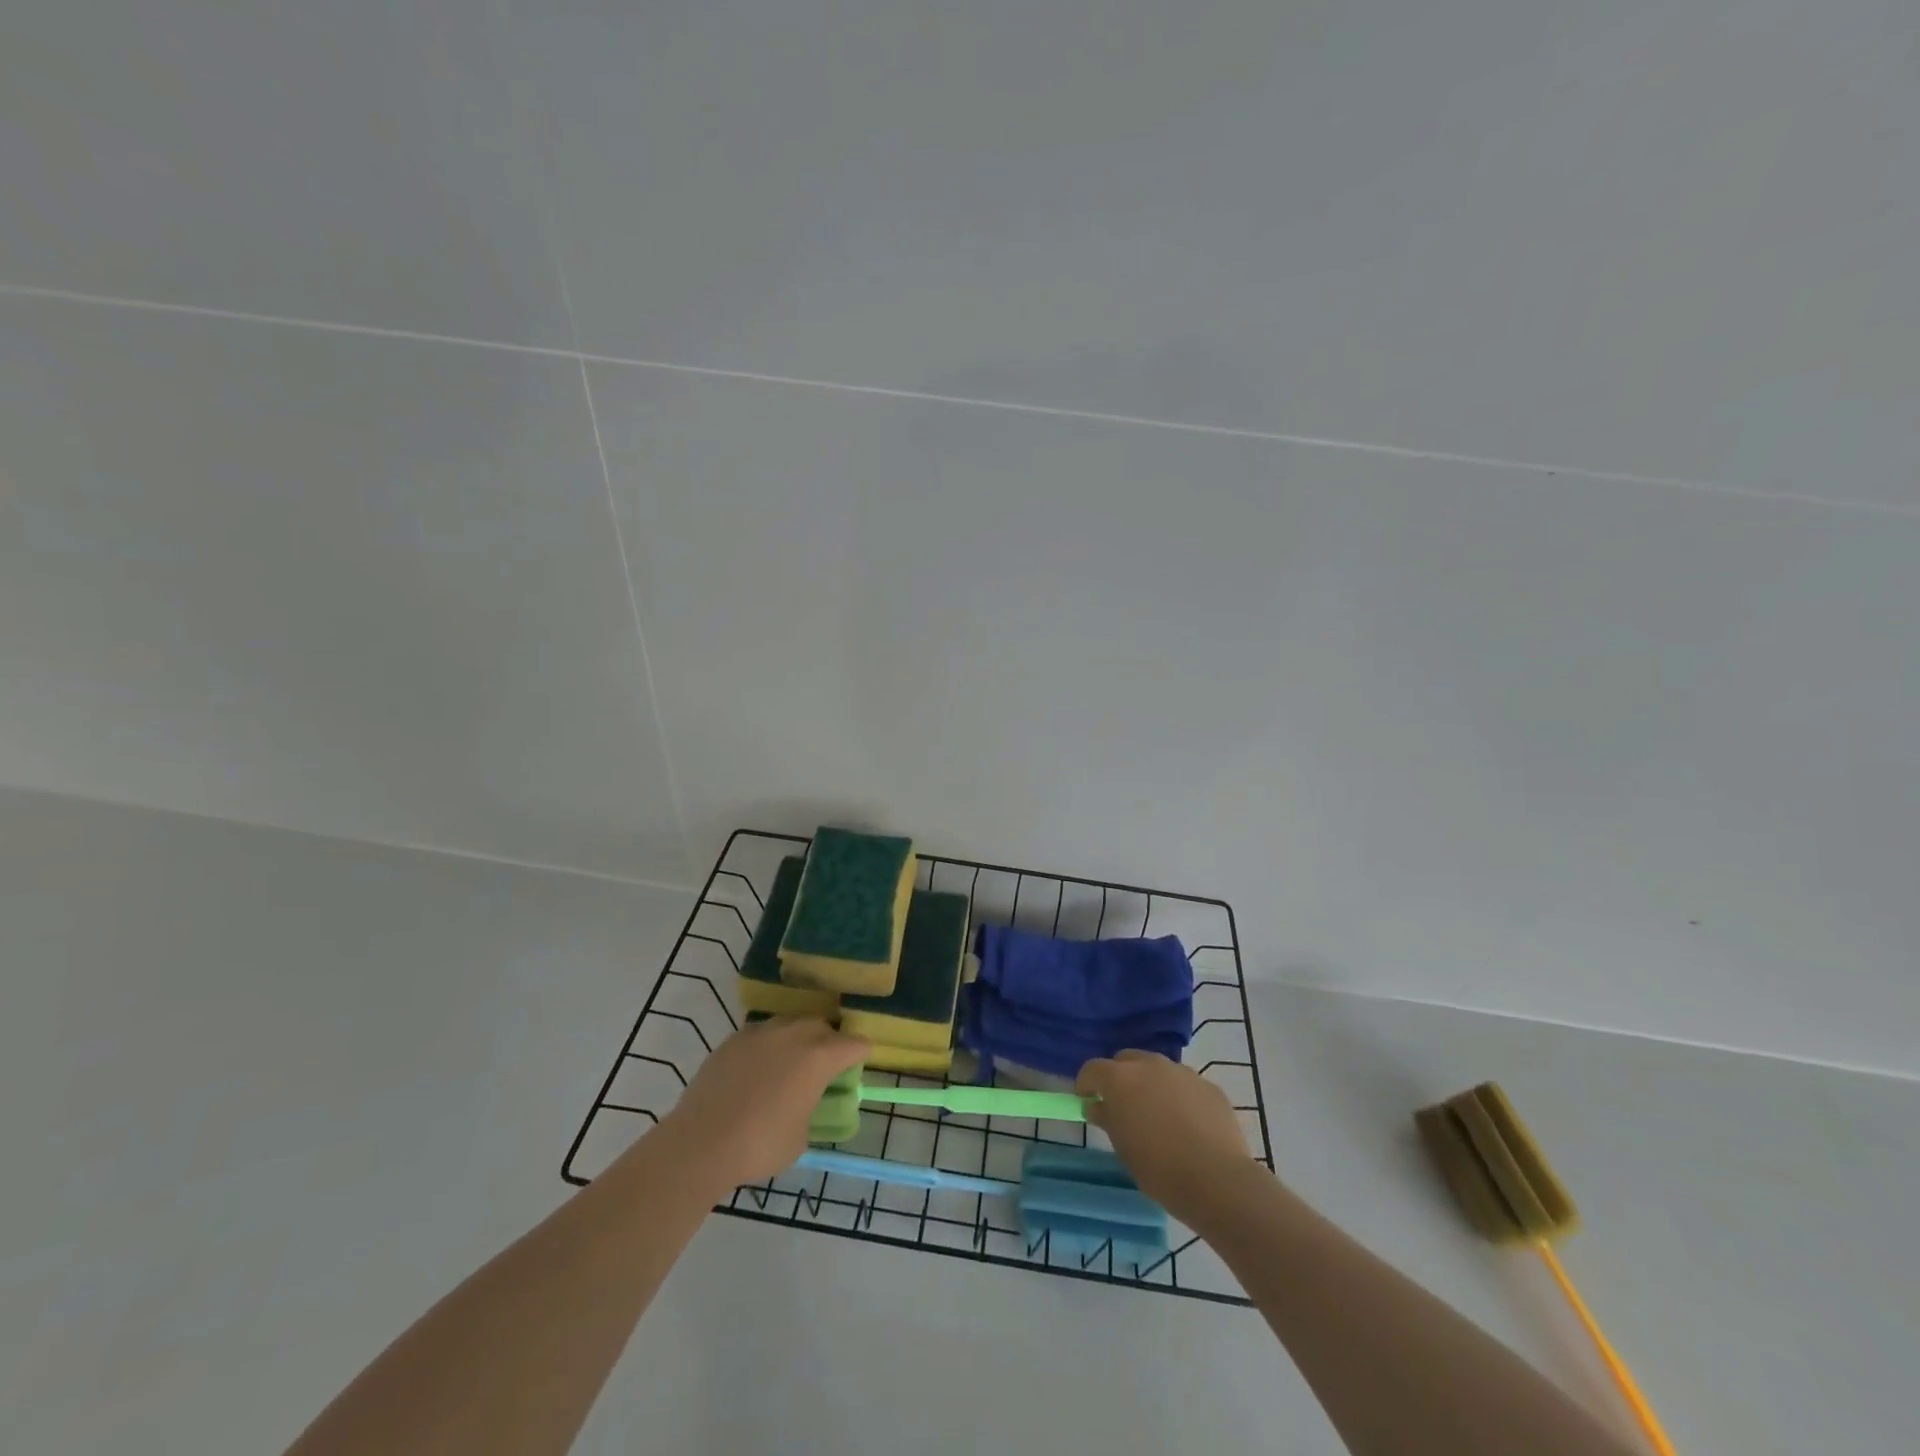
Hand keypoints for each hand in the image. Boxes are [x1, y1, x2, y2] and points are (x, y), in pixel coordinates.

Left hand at [656, 1018, 868, 1190]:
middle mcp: (793, 1035)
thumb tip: (804, 1106)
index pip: (853, 1044)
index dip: (861, 1052)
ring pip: (789, 1024)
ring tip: (791, 1062)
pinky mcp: (732, 1040)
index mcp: (818, 1057)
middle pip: (821, 1026)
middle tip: (826, 1064)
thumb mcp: (800, 1138)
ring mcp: (760, 1033)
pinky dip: (768, 1046)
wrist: (700, 1143)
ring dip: (797, 1038)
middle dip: (829, 1041)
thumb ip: (811, 1112)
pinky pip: (761, 1034)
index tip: (862, 1059)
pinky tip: (759, 1068)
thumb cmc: (760, 1145)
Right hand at [1077, 1050, 1253, 1216]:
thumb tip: (1096, 1106)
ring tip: (1158, 1116)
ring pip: (1157, 1069)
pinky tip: (1188, 1125)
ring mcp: (1182, 1072)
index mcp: (1120, 1078)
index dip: (1086, 1084)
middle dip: (1119, 1078)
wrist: (1217, 1180)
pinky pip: (1184, 1085)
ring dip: (1150, 1084)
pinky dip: (1179, 1097)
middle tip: (1122, 1107)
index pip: (1092, 1069)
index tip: (1088, 1101)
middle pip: (1125, 1060)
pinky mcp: (1208, 1085)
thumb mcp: (1122, 1148)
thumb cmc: (1159, 1168)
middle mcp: (1150, 1064)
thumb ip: (1107, 1118)